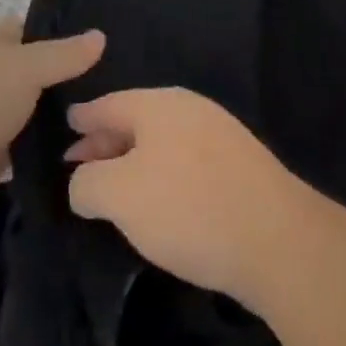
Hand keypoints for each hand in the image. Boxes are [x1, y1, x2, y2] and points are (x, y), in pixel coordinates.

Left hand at [0, 20, 104, 226]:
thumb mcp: (23, 69)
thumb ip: (62, 56)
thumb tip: (100, 35)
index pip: (31, 34)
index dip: (64, 40)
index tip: (105, 55)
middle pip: (32, 77)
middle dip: (66, 87)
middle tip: (116, 97)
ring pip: (27, 116)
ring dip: (54, 125)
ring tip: (108, 132)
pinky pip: (18, 153)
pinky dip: (39, 157)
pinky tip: (77, 162)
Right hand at [65, 87, 314, 308]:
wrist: (279, 241)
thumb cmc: (188, 208)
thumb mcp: (118, 195)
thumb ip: (87, 183)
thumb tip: (84, 182)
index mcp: (159, 105)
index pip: (108, 104)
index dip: (83, 117)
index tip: (67, 124)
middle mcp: (190, 110)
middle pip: (135, 121)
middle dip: (105, 143)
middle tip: (78, 164)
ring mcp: (221, 136)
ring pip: (162, 143)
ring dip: (134, 162)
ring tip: (114, 189)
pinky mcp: (242, 167)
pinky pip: (187, 162)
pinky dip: (162, 176)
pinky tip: (159, 203)